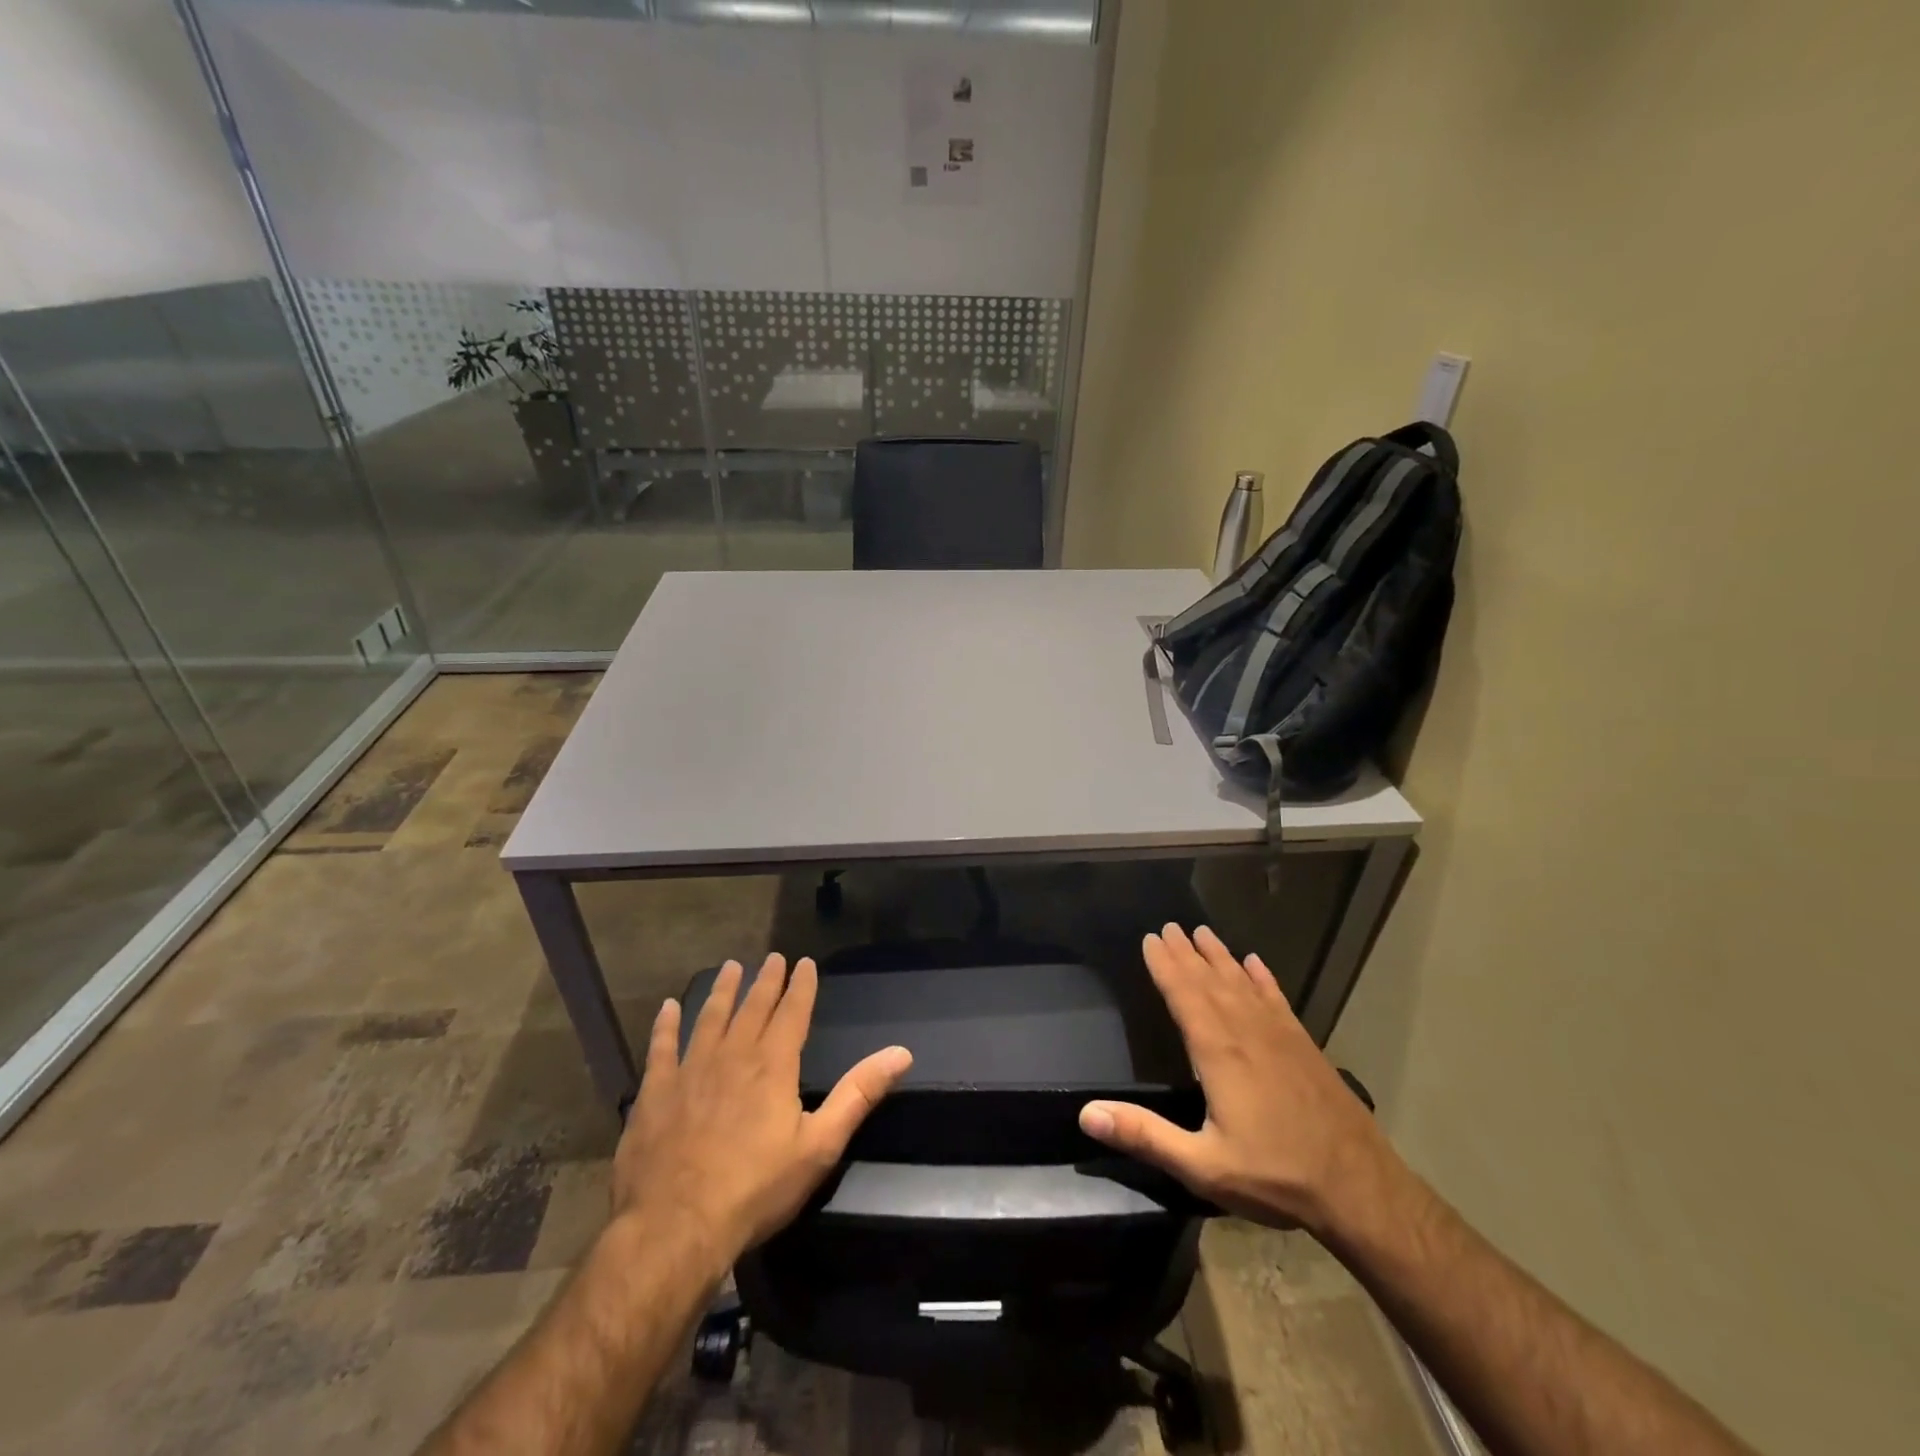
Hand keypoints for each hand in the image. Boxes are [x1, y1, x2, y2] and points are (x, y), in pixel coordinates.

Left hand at [612, 954, 911, 1271]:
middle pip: (753, 1008)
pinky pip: (661, 1048)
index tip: (804, 962)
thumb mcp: (820, 1146)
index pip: (792, 1012)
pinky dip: (666, 1026)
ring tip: (730, 967)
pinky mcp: (655, 1093)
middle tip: (772, 957)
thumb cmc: (756, 1189)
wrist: (676, 1227)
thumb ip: (859, 1094)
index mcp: (773, 1065)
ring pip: (710, 1018)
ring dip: (722, 991)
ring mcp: (690, 1071)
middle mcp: (733, 1056)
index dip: (801, 985)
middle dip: (765, 981)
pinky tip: (668, 1008)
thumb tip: (901, 1053)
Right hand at [1079, 924, 1392, 1235]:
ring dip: (1220, 956)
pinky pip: (1277, 999)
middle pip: (1210, 981)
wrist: (1360, 1188)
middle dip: (1186, 952)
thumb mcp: (1202, 1166)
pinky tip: (1255, 963)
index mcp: (1218, 1052)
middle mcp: (1246, 1032)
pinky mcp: (1304, 1046)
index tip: (1150, 938)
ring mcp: (1280, 1035)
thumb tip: (1086, 1113)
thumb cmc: (1275, 1176)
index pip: (1184, 995)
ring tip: (1202, 933)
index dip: (1164, 965)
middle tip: (1168, 925)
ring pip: (1242, 983)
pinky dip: (1263, 978)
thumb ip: (1144, 1135)